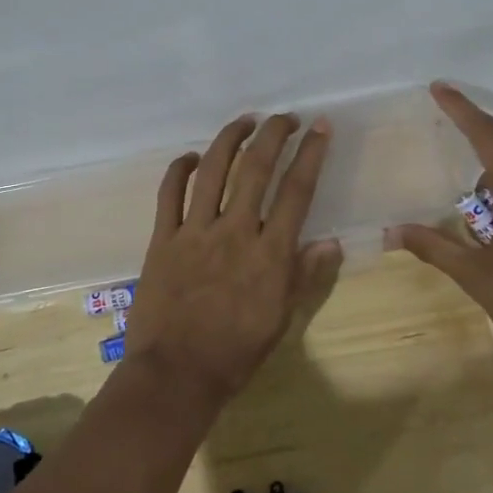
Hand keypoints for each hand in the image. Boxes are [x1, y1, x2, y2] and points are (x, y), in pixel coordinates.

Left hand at [126, 113, 341, 409]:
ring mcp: (194, 232)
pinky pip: (169, 194)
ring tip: (245, 121)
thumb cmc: (236, 353)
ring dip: (230, 139)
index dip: (311, 154)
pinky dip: (179, 169)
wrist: (176, 375)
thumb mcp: (282, 319)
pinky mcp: (162, 239)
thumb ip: (304, 276)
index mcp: (269, 253)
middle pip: (256, 168)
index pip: (296, 191)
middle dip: (274, 134)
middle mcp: (234, 232)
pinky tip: (190, 156)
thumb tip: (330, 242)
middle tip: (286, 117)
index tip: (320, 127)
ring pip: (212, 170)